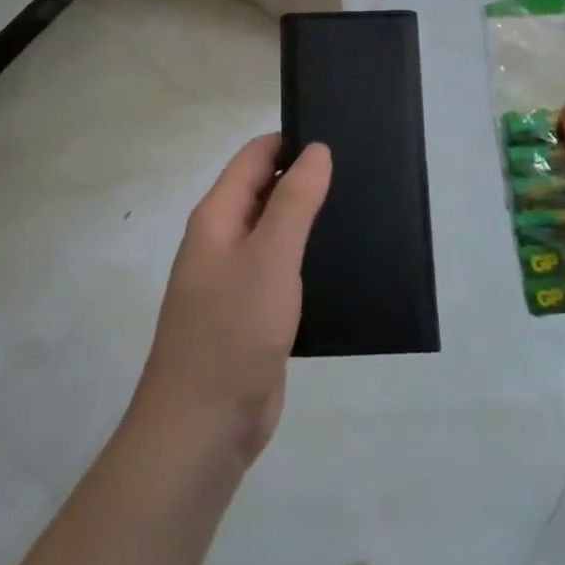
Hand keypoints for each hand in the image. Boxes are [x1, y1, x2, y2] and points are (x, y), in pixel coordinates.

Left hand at [134, 134, 331, 463]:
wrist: (203, 428)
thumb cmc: (232, 331)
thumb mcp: (269, 257)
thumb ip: (294, 201)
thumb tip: (317, 149)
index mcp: (217, 218)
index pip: (254, 158)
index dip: (291, 141)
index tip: (338, 136)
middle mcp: (223, 241)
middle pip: (265, 191)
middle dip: (306, 178)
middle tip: (360, 172)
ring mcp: (237, 279)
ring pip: (277, 233)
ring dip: (310, 220)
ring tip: (361, 210)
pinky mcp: (255, 314)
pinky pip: (284, 271)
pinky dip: (308, 259)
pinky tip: (345, 262)